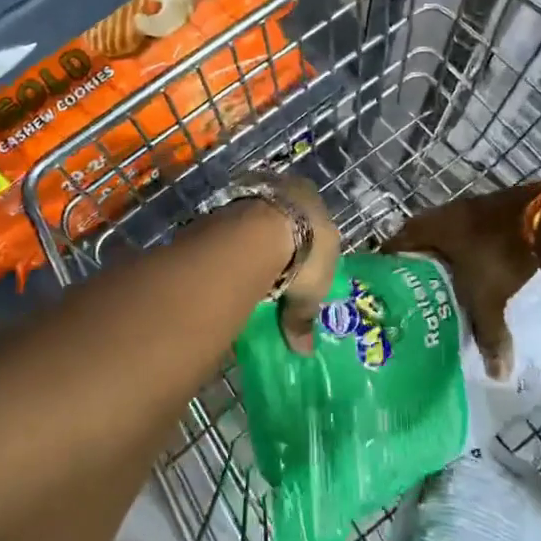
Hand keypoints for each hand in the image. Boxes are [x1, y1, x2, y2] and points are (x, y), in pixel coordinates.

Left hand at [239, 173, 338, 353]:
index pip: (314, 219)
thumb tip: (304, 352)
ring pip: (257, 219)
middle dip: (280, 239)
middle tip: (276, 267)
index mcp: (314, 201)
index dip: (309, 241)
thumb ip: (303, 318)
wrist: (256, 234)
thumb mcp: (310, 292)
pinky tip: (230, 262)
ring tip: (250, 269)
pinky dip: (233, 242)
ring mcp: (255, 193)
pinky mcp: (226, 202)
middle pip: (284, 217)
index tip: (301, 262)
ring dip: (253, 239)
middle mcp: (286, 189)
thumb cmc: (303, 254)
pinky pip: (233, 225)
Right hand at [383, 183, 540, 378]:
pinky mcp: (496, 208)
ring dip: (446, 251)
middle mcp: (445, 213)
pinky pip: (472, 229)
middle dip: (418, 260)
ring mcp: (472, 207)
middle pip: (420, 237)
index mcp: (430, 229)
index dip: (388, 264)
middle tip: (415, 287)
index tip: (386, 285)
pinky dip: (470, 246)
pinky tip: (478, 264)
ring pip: (448, 232)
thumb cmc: (500, 256)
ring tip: (445, 278)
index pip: (395, 245)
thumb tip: (497, 375)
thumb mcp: (489, 299)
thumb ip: (488, 335)